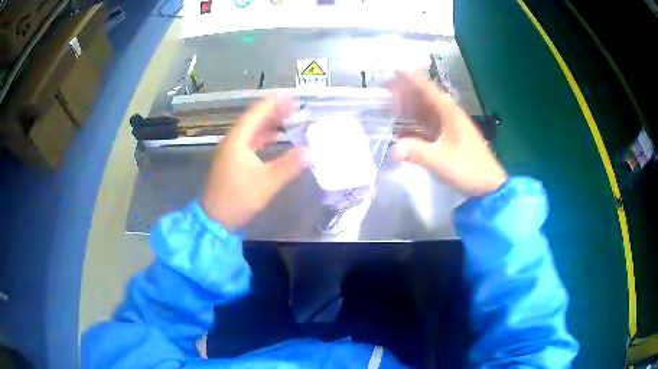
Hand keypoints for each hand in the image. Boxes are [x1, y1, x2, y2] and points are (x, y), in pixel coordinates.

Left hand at [201, 94, 309, 230]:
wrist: (215, 219)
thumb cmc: (238, 198)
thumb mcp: (267, 183)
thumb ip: (289, 166)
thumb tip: (311, 152)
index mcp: (238, 140)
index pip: (257, 113)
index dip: (274, 102)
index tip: (291, 95)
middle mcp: (233, 141)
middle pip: (254, 119)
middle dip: (274, 111)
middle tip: (295, 106)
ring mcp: (231, 151)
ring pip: (253, 131)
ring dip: (270, 124)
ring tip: (289, 119)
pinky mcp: (233, 161)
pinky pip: (251, 142)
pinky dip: (264, 138)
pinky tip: (277, 139)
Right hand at [388, 71, 507, 195]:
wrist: (489, 185)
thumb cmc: (469, 169)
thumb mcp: (443, 161)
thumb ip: (419, 153)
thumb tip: (393, 149)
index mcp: (450, 113)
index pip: (429, 89)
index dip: (412, 78)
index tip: (396, 69)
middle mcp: (449, 115)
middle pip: (425, 97)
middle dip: (406, 90)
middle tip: (386, 86)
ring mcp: (449, 127)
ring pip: (426, 111)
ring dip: (410, 106)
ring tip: (391, 102)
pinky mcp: (448, 138)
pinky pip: (428, 125)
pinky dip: (415, 123)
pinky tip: (403, 127)